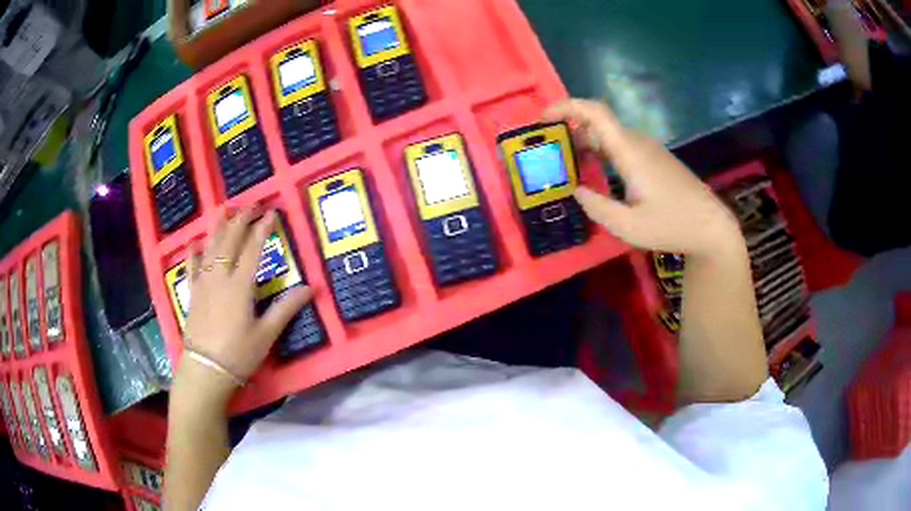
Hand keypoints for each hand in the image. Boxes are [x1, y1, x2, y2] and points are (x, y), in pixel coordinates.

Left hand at [177, 208, 312, 400]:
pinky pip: (191, 267)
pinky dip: (193, 253)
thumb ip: (286, 308)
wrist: (205, 370)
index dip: (263, 228)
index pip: (253, 249)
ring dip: (218, 228)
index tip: (271, 212)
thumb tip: (311, 288)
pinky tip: (194, 243)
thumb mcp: (266, 334)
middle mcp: (220, 277)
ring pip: (210, 248)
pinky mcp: (192, 294)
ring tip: (224, 211)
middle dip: (241, 220)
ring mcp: (203, 284)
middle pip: (230, 241)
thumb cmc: (239, 354)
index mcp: (240, 286)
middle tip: (250, 204)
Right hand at [543, 99, 740, 256]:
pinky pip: (621, 147)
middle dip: (569, 132)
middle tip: (549, 155)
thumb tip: (575, 190)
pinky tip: (596, 175)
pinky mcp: (655, 159)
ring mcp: (649, 150)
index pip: (595, 112)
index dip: (566, 107)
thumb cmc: (672, 225)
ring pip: (609, 136)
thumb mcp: (628, 226)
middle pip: (598, 124)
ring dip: (585, 145)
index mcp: (630, 151)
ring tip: (568, 168)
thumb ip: (596, 207)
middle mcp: (638, 143)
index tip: (543, 119)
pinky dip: (601, 153)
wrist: (711, 227)